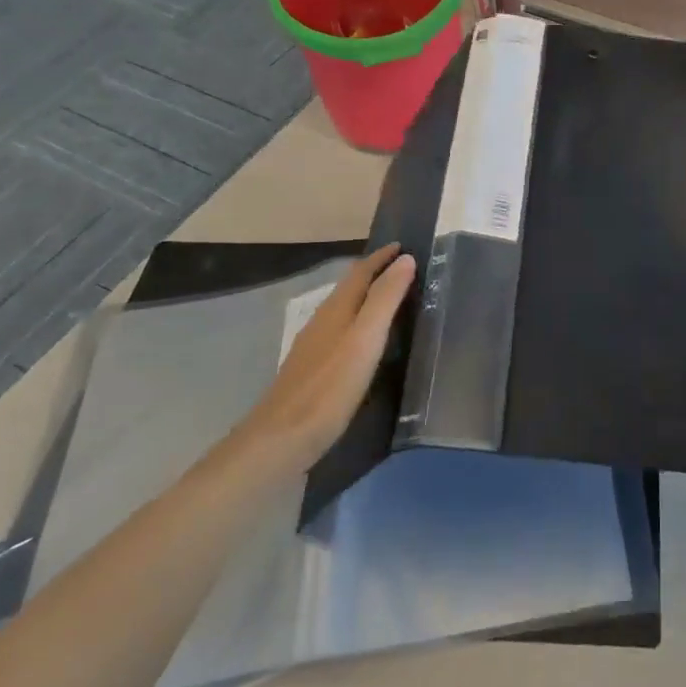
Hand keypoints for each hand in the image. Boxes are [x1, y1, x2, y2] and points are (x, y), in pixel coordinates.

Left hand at [238, 245, 415, 473]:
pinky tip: (365, 343)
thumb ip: (385, 298)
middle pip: (350, 288)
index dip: (381, 257)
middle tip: (403, 269)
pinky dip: (358, 324)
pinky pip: (340, 333)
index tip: (403, 246)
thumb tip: (405, 259)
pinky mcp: (312, 370)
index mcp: (336, 309)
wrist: (280, 440)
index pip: (360, 271)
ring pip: (344, 311)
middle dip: (375, 274)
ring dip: (366, 299)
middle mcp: (322, 321)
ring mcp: (313, 347)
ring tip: (391, 300)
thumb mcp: (365, 339)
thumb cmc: (329, 387)